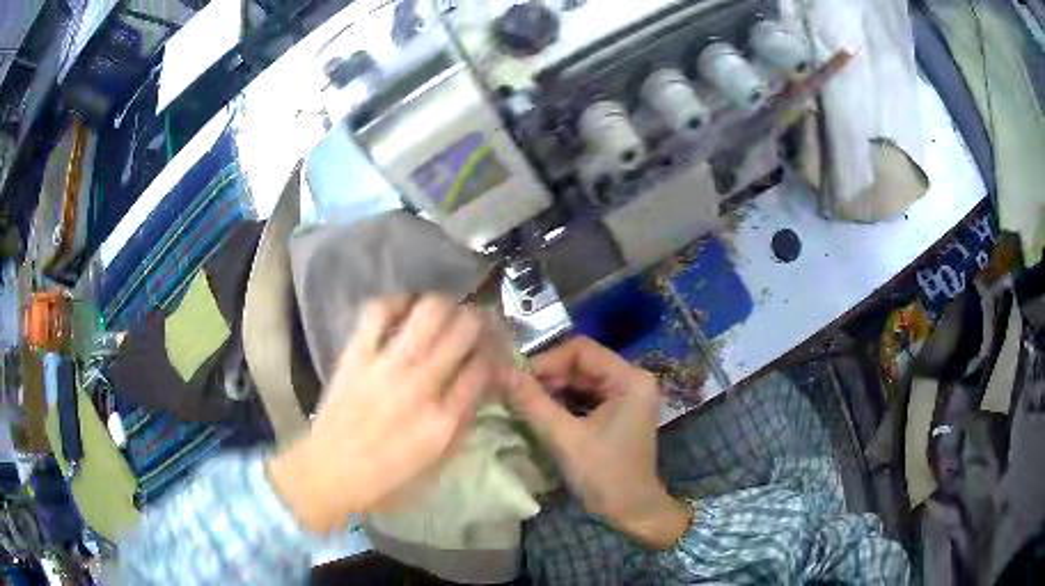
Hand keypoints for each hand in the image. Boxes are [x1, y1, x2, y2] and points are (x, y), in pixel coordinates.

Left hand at [268, 296, 495, 534]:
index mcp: (444, 420)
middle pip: (464, 330)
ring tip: (443, 313)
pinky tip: (404, 311)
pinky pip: (378, 311)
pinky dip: (396, 303)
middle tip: (472, 325)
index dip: (493, 352)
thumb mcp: (438, 464)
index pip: (483, 367)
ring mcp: (386, 366)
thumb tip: (480, 388)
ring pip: (429, 311)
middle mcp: (421, 386)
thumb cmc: (386, 479)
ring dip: (445, 306)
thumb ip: (463, 425)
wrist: (328, 473)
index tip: (490, 350)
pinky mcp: (356, 355)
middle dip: (477, 321)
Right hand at [504, 337, 691, 549]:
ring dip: (553, 389)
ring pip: (581, 379)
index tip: (517, 379)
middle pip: (582, 363)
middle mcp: (633, 380)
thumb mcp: (565, 438)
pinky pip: (585, 395)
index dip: (547, 360)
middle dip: (548, 376)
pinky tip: (542, 412)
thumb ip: (533, 403)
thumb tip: (500, 372)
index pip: (582, 350)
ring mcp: (627, 395)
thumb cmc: (604, 475)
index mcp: (630, 380)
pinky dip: (563, 401)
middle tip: (515, 392)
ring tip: (524, 402)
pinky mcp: (618, 411)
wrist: (632, 511)